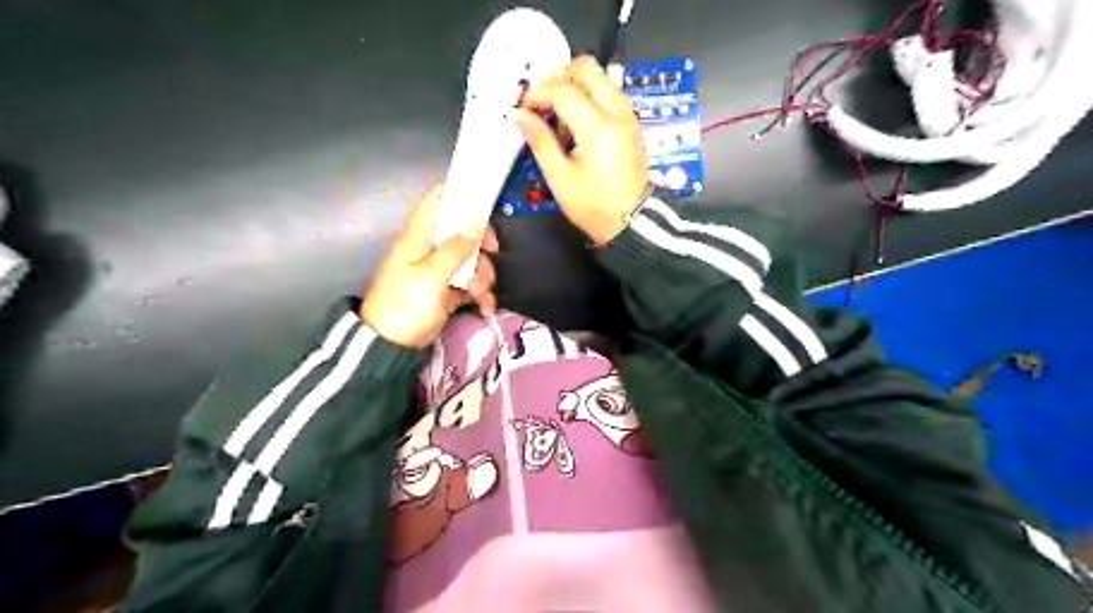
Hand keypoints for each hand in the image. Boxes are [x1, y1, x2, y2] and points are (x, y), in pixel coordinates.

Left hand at [363, 182, 497, 348]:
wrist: (388, 346)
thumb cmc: (406, 305)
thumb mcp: (432, 276)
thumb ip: (455, 249)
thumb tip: (476, 223)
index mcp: (419, 236)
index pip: (437, 200)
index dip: (461, 196)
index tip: (484, 210)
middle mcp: (429, 248)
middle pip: (462, 232)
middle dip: (480, 247)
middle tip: (492, 256)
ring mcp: (438, 271)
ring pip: (470, 261)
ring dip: (482, 276)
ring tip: (481, 296)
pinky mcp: (445, 293)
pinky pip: (469, 285)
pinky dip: (480, 295)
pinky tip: (484, 308)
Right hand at [516, 56, 646, 243]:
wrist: (631, 221)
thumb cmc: (596, 207)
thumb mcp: (559, 178)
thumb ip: (539, 141)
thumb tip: (521, 116)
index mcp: (598, 128)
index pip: (563, 89)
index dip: (538, 94)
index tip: (525, 109)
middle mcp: (617, 114)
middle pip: (586, 68)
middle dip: (558, 79)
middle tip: (541, 101)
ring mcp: (627, 117)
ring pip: (598, 79)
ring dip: (574, 88)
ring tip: (557, 119)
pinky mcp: (630, 124)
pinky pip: (607, 95)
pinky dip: (588, 99)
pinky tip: (575, 126)